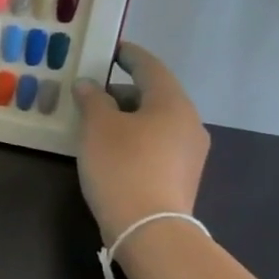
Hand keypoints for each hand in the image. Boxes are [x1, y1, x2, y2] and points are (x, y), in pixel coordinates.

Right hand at [72, 43, 209, 243]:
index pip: (149, 66)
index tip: (110, 49)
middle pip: (153, 95)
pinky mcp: (182, 176)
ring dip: (126, 117)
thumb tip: (89, 85)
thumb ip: (92, 99)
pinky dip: (134, 138)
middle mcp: (189, 122)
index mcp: (172, 102)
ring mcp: (189, 152)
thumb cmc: (122, 166)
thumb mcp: (98, 127)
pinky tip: (111, 151)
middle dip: (121, 91)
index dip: (128, 55)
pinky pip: (156, 144)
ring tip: (95, 125)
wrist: (150, 230)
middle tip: (90, 94)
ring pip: (154, 121)